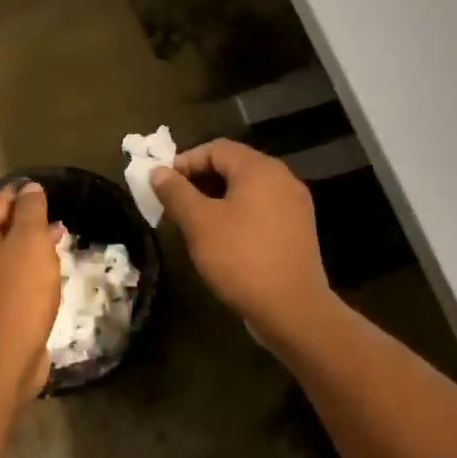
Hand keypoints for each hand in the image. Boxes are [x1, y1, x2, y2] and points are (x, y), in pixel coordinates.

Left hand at [0, 180, 59, 399]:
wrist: (6, 356)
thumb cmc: (19, 291)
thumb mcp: (30, 241)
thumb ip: (31, 210)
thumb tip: (29, 187)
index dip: (22, 193)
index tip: (44, 188)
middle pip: (0, 230)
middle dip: (28, 222)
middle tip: (57, 218)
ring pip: (6, 257)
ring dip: (30, 248)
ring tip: (58, 243)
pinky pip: (10, 280)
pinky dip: (27, 271)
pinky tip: (48, 274)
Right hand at [150, 140, 331, 335]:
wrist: (293, 309)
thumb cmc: (241, 257)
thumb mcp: (199, 223)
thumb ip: (176, 192)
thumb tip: (157, 171)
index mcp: (260, 169)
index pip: (216, 148)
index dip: (185, 161)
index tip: (163, 184)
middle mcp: (283, 178)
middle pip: (234, 166)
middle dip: (200, 181)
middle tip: (174, 204)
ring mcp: (295, 205)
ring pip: (247, 190)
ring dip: (217, 199)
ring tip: (193, 223)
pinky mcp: (299, 230)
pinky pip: (262, 210)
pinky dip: (238, 215)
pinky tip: (222, 239)